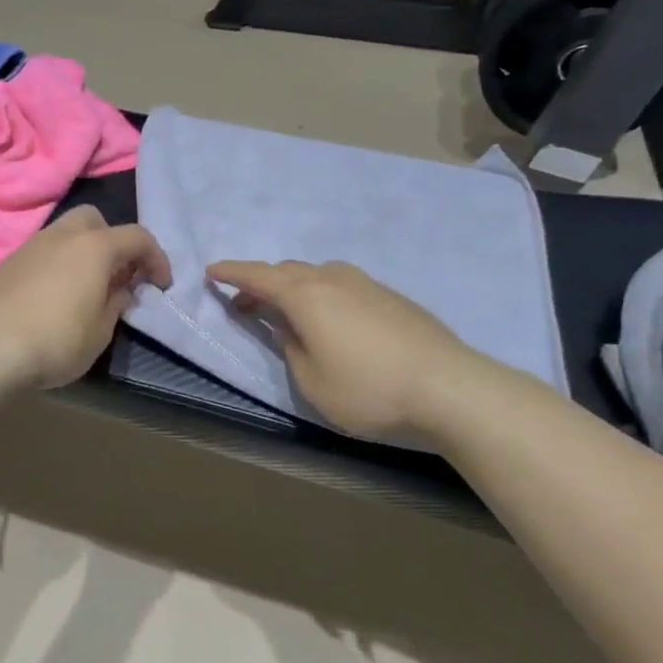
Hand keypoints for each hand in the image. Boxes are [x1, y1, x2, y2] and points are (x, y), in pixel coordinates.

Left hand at [0, 207, 172, 391]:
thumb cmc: (56, 341)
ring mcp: (29, 247)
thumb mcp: (100, 332)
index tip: (161, 284)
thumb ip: (116, 304)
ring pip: (64, 234)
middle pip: (94, 220)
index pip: (137, 237)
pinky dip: (56, 265)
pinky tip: (52, 297)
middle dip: (112, 241)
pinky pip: (41, 253)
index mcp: (94, 247)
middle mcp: (61, 236)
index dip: (156, 258)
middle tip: (117, 275)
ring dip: (81, 252)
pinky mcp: (6, 264)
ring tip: (85, 288)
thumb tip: (120, 290)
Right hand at [206, 259, 475, 441]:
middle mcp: (335, 280)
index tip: (211, 271)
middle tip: (245, 303)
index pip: (259, 277)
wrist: (450, 389)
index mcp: (307, 296)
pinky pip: (343, 285)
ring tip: (287, 312)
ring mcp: (368, 285)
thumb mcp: (312, 382)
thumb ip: (291, 348)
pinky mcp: (393, 298)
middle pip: (289, 271)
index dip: (232, 274)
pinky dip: (323, 294)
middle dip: (262, 283)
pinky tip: (332, 320)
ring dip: (295, 287)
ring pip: (319, 275)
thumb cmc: (369, 391)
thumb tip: (287, 328)